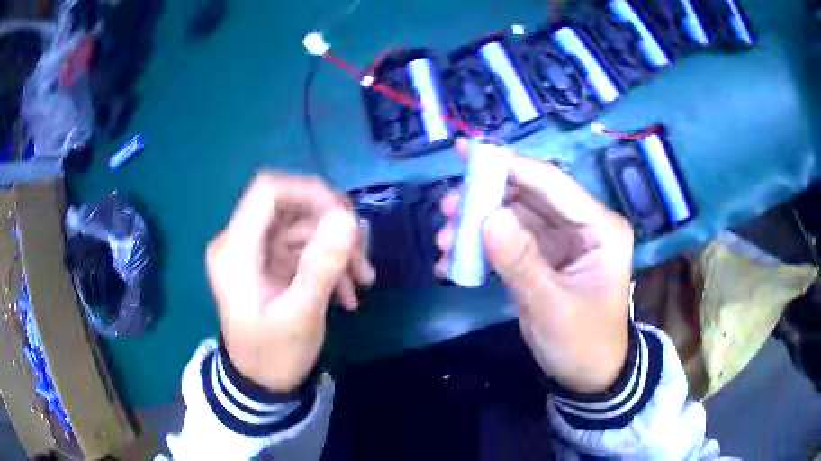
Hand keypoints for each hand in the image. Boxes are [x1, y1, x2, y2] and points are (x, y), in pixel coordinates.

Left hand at [206, 173, 373, 391]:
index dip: (310, 192)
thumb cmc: (275, 355)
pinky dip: (329, 263)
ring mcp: (255, 252)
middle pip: (291, 207)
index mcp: (235, 250)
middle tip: (363, 256)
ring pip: (303, 227)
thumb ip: (322, 266)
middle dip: (332, 227)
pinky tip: (348, 292)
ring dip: (337, 249)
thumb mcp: (301, 315)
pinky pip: (303, 247)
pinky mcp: (269, 262)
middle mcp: (240, 242)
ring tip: (362, 281)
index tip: (347, 217)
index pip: (268, 191)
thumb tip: (348, 218)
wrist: (262, 383)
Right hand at [436, 140, 633, 393]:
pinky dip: (482, 248)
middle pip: (530, 196)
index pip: (554, 184)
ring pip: (514, 217)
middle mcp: (582, 226)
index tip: (469, 154)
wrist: (588, 377)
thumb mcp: (553, 309)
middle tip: (447, 208)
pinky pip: (509, 242)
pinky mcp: (543, 258)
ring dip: (478, 225)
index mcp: (601, 229)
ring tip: (443, 240)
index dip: (512, 166)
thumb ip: (522, 263)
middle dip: (486, 199)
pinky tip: (454, 261)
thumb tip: (487, 217)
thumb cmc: (583, 345)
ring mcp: (561, 241)